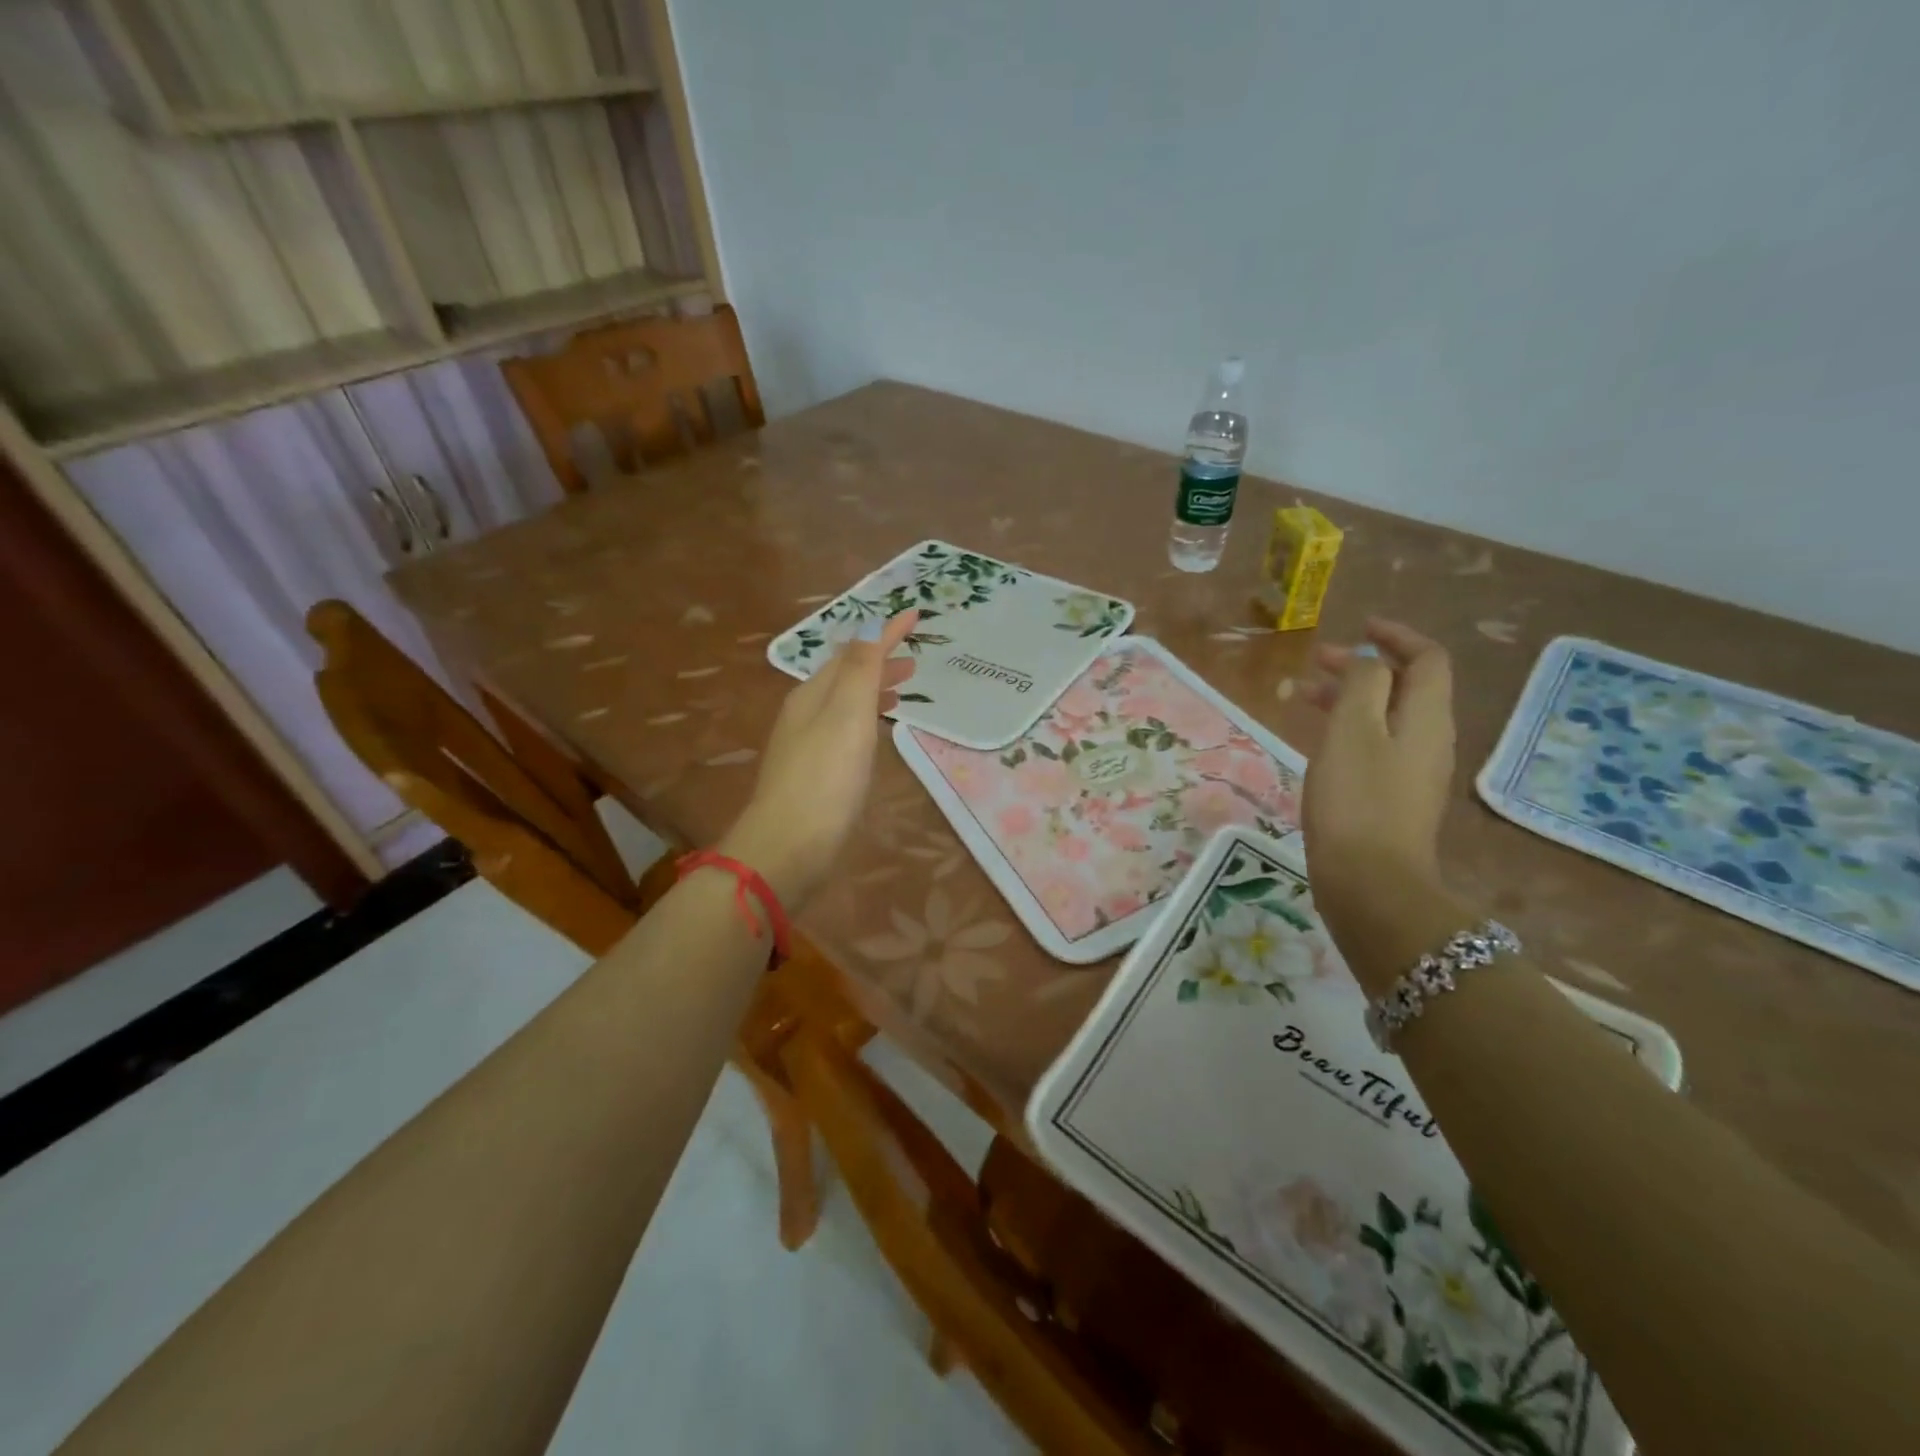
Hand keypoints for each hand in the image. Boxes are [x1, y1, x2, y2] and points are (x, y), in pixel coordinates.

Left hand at [719, 610, 920, 908]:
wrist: (788, 846)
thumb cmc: (825, 778)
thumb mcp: (847, 715)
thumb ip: (860, 670)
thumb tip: (870, 626)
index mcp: (813, 694)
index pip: (853, 651)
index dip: (884, 633)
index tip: (915, 615)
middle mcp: (805, 714)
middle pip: (845, 677)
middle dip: (879, 663)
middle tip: (914, 663)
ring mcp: (806, 746)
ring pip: (845, 705)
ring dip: (873, 692)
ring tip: (902, 694)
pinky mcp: (814, 775)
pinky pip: (844, 732)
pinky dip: (865, 721)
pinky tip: (874, 738)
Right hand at [1301, 619, 1456, 970]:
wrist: (1371, 882)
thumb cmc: (1356, 799)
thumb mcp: (1352, 729)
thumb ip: (1361, 683)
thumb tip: (1367, 662)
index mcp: (1426, 717)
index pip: (1427, 659)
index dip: (1396, 636)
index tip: (1359, 627)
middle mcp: (1429, 739)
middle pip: (1404, 686)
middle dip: (1362, 666)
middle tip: (1315, 661)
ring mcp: (1414, 772)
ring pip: (1386, 717)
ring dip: (1350, 697)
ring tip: (1303, 697)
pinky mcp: (1395, 798)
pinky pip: (1376, 746)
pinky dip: (1348, 729)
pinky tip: (1318, 741)